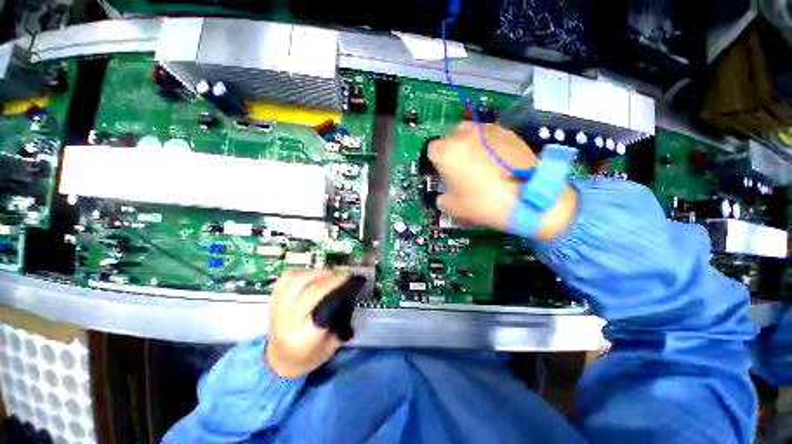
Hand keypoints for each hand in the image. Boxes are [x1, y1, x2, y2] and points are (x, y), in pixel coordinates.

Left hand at [266, 270, 350, 378]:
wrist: (280, 360)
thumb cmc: (310, 355)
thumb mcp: (332, 345)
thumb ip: (340, 321)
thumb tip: (349, 294)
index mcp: (303, 338)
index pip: (323, 308)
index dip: (338, 289)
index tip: (352, 280)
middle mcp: (287, 322)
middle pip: (311, 291)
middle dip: (332, 279)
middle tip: (345, 275)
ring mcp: (276, 309)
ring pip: (298, 280)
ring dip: (318, 273)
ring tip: (330, 274)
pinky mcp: (272, 300)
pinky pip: (286, 278)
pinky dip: (303, 272)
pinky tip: (313, 275)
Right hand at [428, 123, 577, 241]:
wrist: (527, 199)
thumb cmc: (482, 203)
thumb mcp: (451, 207)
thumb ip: (441, 197)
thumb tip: (444, 193)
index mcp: (446, 151)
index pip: (431, 151)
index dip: (435, 163)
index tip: (442, 174)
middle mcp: (465, 134)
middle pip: (450, 138)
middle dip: (452, 151)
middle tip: (460, 168)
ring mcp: (488, 130)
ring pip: (471, 133)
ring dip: (470, 145)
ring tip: (480, 163)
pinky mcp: (508, 132)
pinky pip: (490, 136)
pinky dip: (489, 146)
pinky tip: (497, 162)